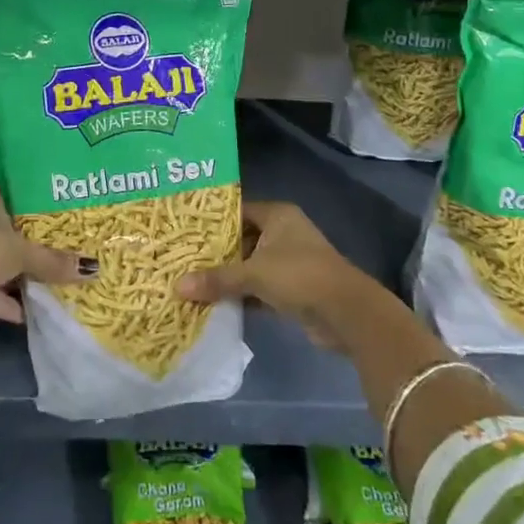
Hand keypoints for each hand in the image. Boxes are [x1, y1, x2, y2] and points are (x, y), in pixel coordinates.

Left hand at [0, 192, 94, 353]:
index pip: (20, 202)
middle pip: (15, 237)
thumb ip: (54, 261)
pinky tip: (41, 312)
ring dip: (28, 278)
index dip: (42, 210)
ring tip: (64, 281)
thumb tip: (93, 269)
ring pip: (7, 269)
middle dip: (39, 248)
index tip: (70, 216)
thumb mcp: (23, 251)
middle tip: (74, 251)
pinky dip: (15, 306)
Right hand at [175, 201, 379, 350]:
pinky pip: (260, 287)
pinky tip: (217, 304)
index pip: (237, 211)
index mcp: (277, 215)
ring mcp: (290, 261)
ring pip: (251, 265)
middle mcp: (284, 232)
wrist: (346, 312)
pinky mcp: (293, 288)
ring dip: (230, 276)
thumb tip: (177, 286)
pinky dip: (243, 295)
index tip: (185, 231)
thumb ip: (217, 279)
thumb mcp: (254, 274)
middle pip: (243, 238)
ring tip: (194, 281)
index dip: (212, 221)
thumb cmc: (299, 276)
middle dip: (217, 252)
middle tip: (184, 259)